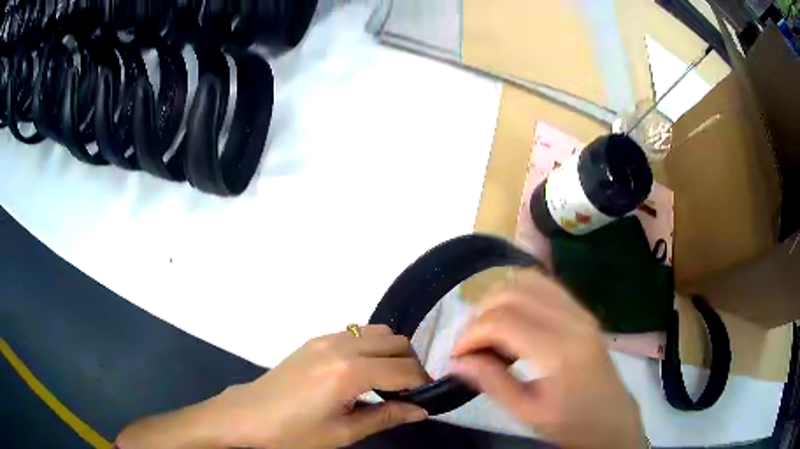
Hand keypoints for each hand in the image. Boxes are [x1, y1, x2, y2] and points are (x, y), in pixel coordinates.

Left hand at [220, 325, 430, 447]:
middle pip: (397, 343)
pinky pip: (357, 332)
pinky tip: (363, 370)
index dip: (423, 383)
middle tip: (409, 391)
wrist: (250, 415)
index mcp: (350, 372)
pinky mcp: (316, 338)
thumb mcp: (344, 432)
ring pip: (379, 331)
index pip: (404, 370)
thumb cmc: (295, 432)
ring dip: (392, 352)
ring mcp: (327, 338)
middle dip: (411, 365)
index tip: (427, 397)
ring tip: (387, 379)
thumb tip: (422, 410)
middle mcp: (342, 346)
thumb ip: (387, 416)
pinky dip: (372, 345)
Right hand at [450, 270, 643, 448]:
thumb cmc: (571, 423)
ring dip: (498, 299)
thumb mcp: (528, 413)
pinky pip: (545, 286)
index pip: (502, 321)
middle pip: (513, 293)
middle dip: (480, 314)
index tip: (457, 356)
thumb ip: (491, 383)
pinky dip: (519, 294)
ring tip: (487, 330)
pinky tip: (511, 319)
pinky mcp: (583, 311)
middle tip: (469, 344)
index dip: (471, 334)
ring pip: (528, 280)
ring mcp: (581, 311)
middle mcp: (573, 320)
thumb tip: (456, 362)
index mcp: (560, 350)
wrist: (613, 419)